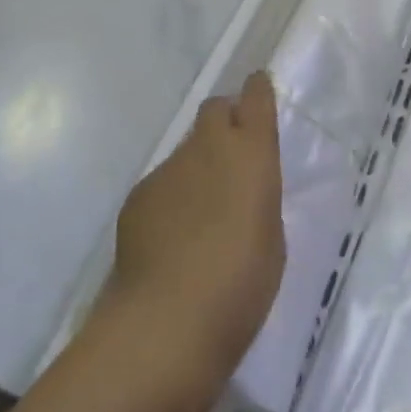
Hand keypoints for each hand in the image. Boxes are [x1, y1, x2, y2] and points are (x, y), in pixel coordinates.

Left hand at [106, 72, 283, 377]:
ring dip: (198, 166)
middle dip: (225, 119)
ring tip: (202, 211)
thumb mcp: (272, 236)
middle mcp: (209, 147)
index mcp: (252, 153)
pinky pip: (163, 183)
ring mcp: (168, 169)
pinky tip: (172, 237)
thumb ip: (259, 198)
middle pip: (215, 109)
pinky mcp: (138, 196)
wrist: (167, 321)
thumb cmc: (242, 283)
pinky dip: (173, 197)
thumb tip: (242, 191)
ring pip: (187, 150)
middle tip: (233, 154)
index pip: (256, 98)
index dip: (258, 91)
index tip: (260, 90)